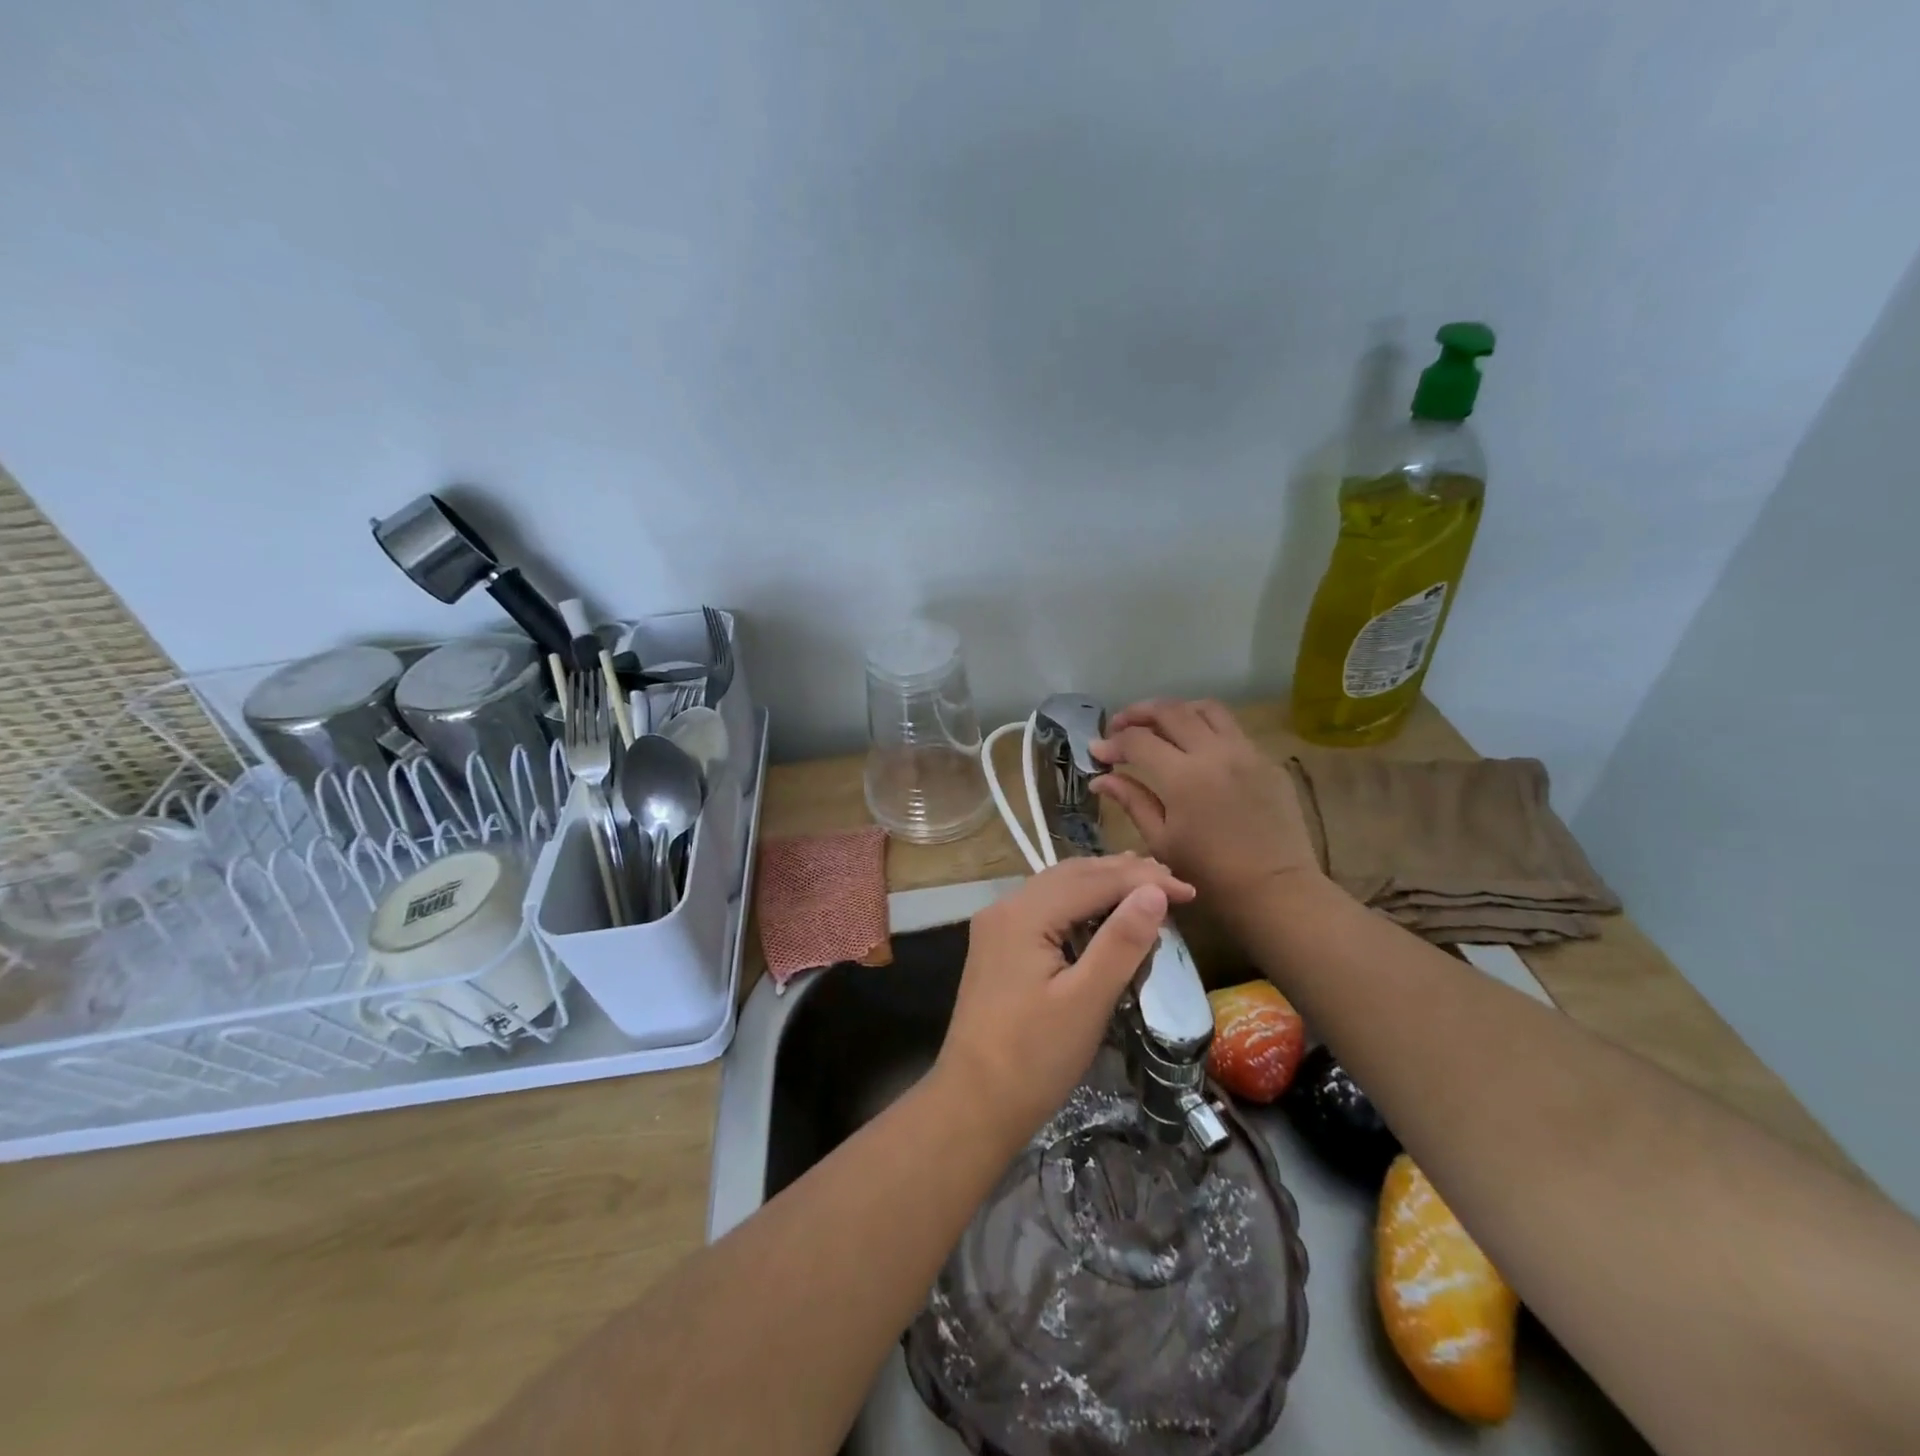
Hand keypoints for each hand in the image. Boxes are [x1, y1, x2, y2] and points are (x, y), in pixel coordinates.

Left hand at [934, 854, 1195, 1147]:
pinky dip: (1080, 905)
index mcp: (1023, 914)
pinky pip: (1045, 910)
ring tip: (1146, 888)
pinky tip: (1103, 915)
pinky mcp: (998, 948)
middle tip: (1173, 883)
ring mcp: (997, 927)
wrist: (973, 1105)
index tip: (1190, 891)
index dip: (1143, 881)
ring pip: (1057, 889)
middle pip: (1071, 875)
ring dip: (1101, 885)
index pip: (1092, 880)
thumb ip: (1121, 942)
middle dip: (1123, 874)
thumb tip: (1154, 891)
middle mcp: (1005, 908)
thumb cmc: (1033, 1058)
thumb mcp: (1086, 1001)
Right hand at [1090, 698, 1321, 915]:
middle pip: (1170, 711)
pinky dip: (1206, 727)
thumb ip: (1132, 801)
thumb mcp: (1161, 841)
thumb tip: (1100, 779)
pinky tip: (1196, 748)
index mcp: (1184, 777)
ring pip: (1206, 708)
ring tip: (1159, 726)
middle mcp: (1215, 753)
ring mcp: (1246, 752)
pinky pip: (1232, 729)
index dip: (1112, 743)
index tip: (1097, 752)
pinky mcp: (1267, 761)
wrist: (1276, 891)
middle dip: (1138, 713)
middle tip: (1120, 726)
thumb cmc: (1210, 875)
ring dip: (1176, 710)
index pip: (1138, 741)